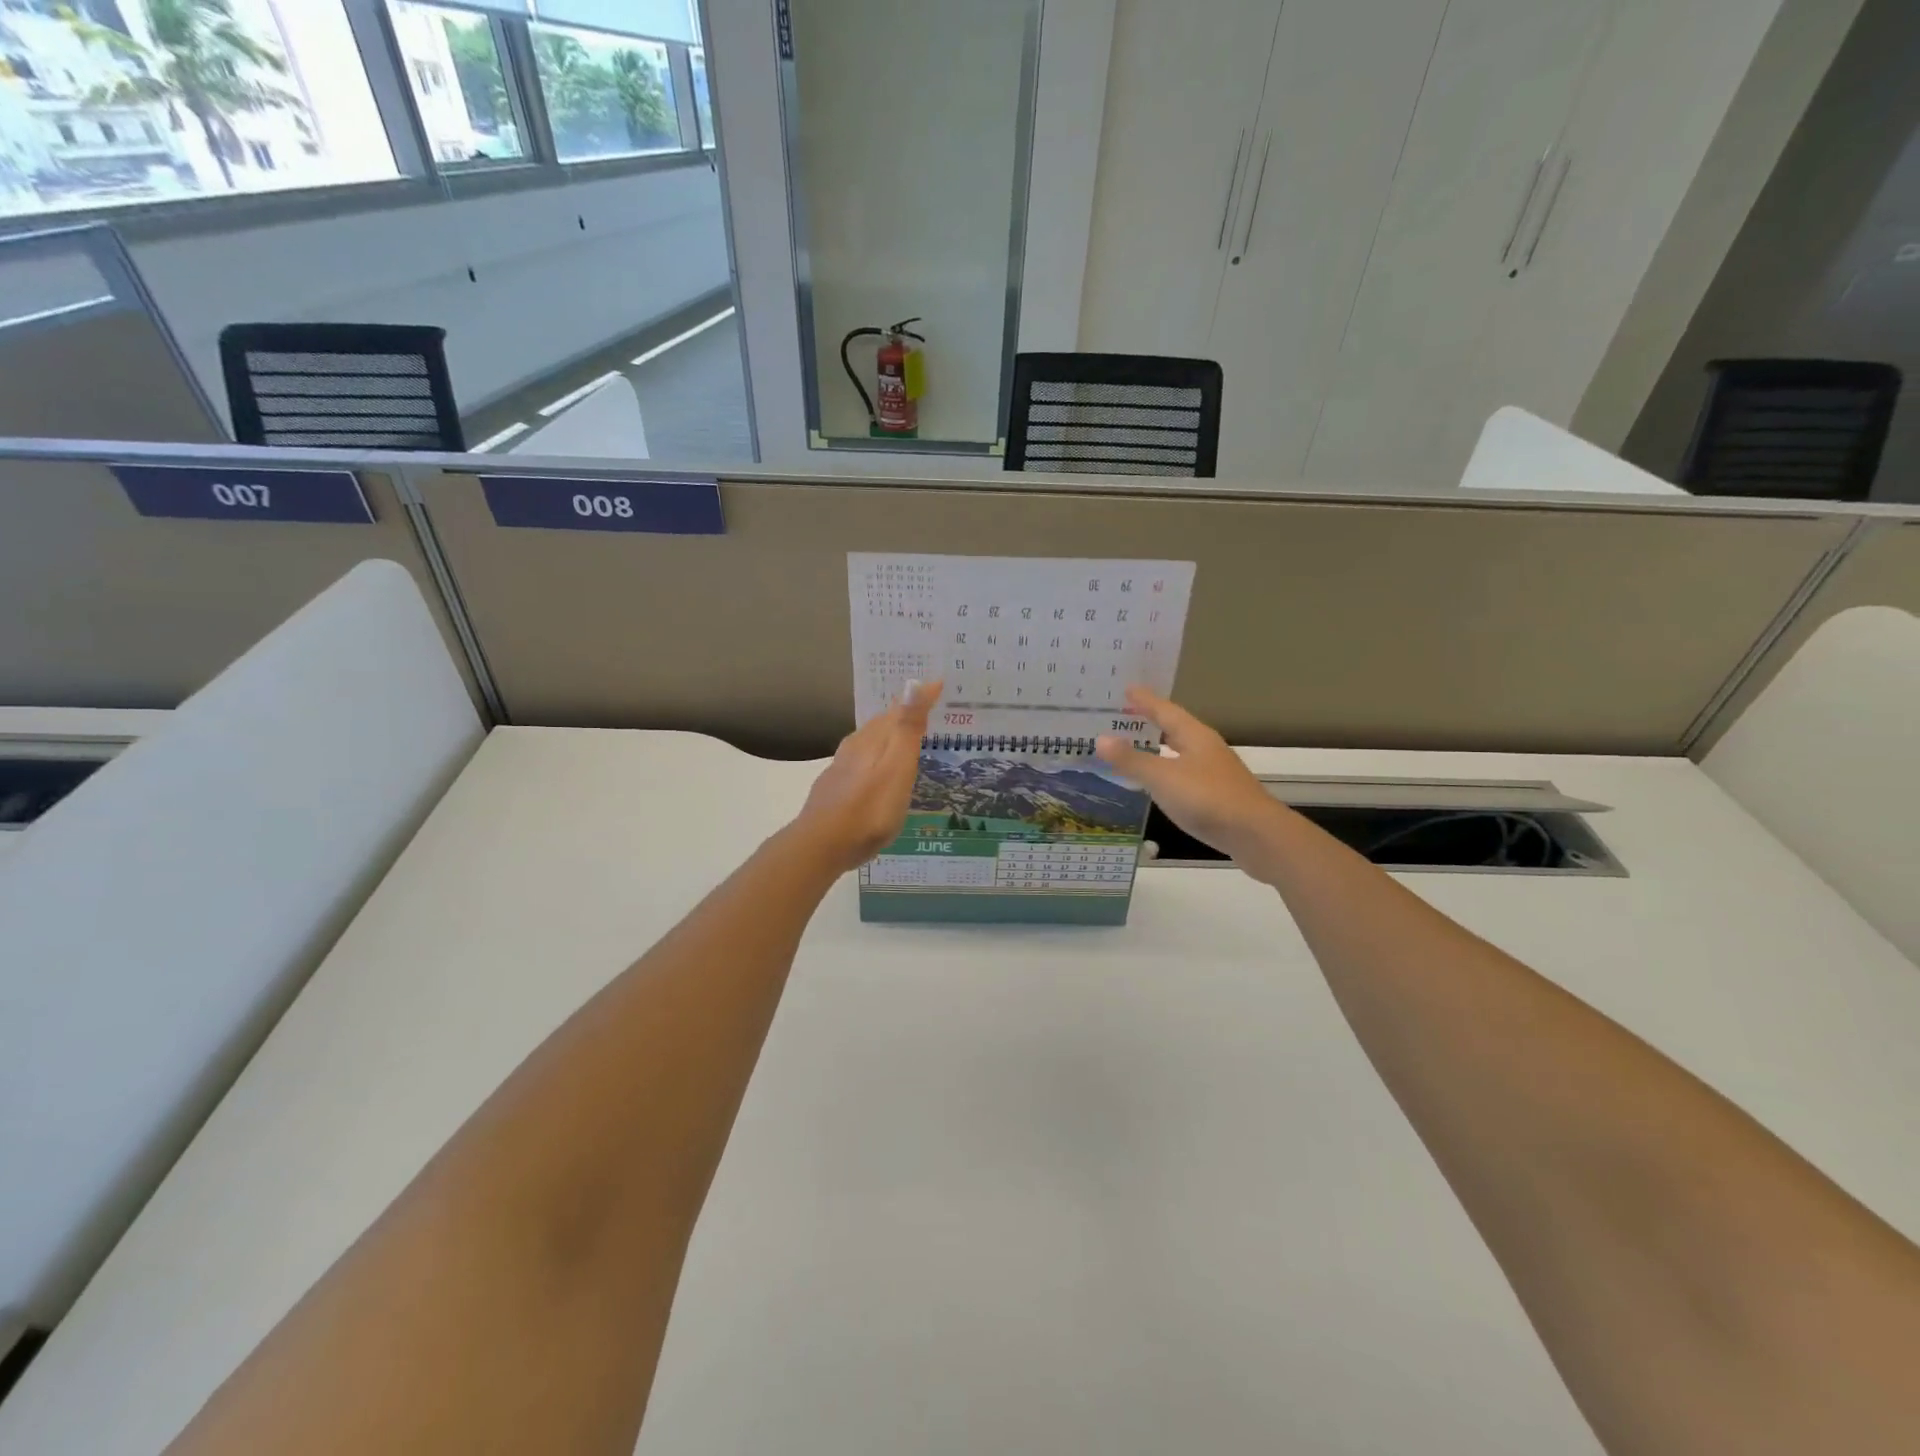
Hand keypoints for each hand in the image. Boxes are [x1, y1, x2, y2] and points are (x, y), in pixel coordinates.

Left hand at [792, 680, 941, 873]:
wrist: (821, 845)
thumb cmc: (869, 809)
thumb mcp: (896, 768)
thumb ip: (906, 728)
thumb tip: (915, 682)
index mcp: (873, 739)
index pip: (899, 708)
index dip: (920, 696)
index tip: (939, 684)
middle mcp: (855, 747)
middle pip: (882, 724)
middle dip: (904, 714)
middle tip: (928, 710)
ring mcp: (842, 769)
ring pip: (869, 743)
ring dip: (889, 737)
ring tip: (907, 740)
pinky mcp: (836, 790)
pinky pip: (861, 764)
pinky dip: (876, 760)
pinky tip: (879, 774)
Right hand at [1096, 687, 1291, 880]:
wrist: (1256, 836)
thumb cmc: (1207, 799)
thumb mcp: (1163, 778)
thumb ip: (1132, 760)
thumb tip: (1100, 738)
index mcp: (1195, 737)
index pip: (1166, 711)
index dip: (1145, 701)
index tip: (1127, 689)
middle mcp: (1206, 749)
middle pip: (1175, 729)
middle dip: (1151, 722)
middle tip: (1125, 716)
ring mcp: (1214, 774)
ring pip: (1181, 753)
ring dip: (1158, 749)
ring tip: (1136, 747)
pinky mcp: (1217, 797)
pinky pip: (1184, 776)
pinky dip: (1166, 773)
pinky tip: (1158, 784)